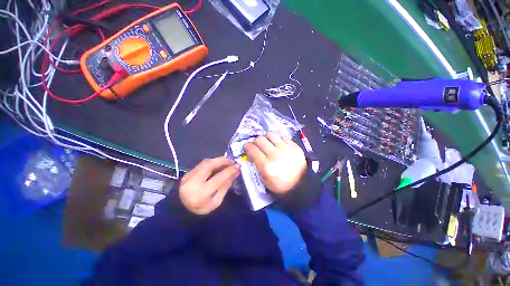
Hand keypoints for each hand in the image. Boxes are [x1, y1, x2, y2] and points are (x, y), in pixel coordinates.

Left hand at [179, 157, 240, 214]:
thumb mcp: (216, 201)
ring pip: (205, 162)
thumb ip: (225, 186)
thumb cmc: (202, 208)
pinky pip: (202, 164)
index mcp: (201, 194)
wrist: (182, 210)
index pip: (218, 178)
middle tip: (232, 161)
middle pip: (209, 165)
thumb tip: (235, 172)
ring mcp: (188, 176)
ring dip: (218, 160)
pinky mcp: (187, 172)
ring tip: (227, 161)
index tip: (238, 166)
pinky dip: (212, 162)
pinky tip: (219, 163)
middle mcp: (192, 182)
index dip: (229, 170)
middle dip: (223, 160)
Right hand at [244, 133, 306, 194]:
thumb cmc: (280, 185)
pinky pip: (283, 136)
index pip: (252, 149)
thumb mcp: (264, 180)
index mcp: (266, 166)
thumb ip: (256, 165)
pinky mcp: (295, 146)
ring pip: (271, 134)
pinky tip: (279, 145)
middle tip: (257, 145)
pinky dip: (278, 139)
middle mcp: (275, 155)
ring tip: (268, 143)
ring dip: (267, 138)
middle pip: (260, 139)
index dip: (247, 146)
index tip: (247, 146)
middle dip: (256, 141)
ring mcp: (286, 149)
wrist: (301, 185)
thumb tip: (252, 153)